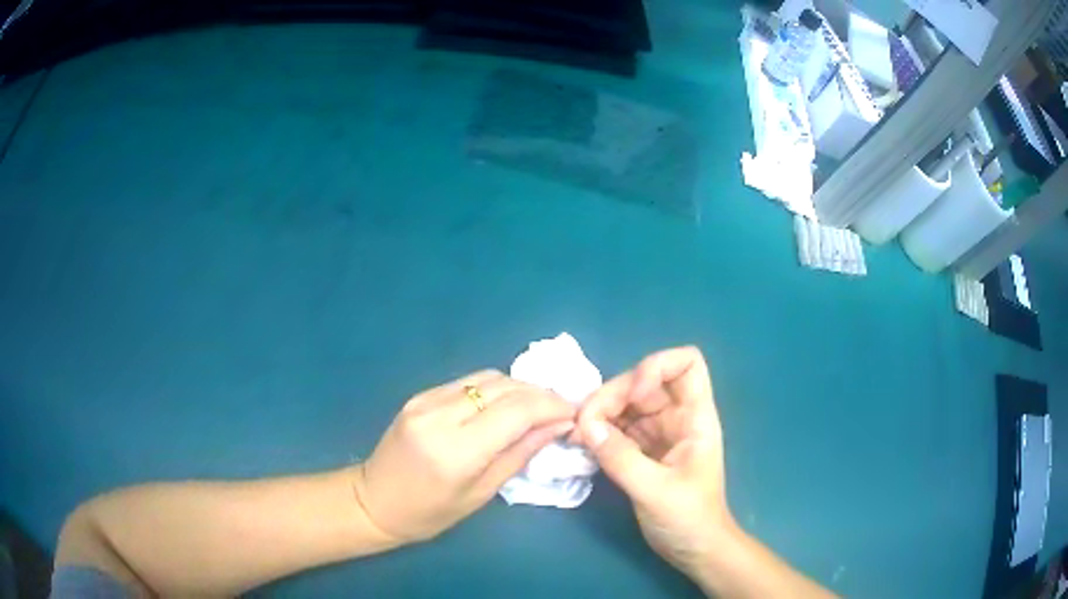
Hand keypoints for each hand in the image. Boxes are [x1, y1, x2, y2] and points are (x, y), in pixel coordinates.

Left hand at [353, 370, 575, 543]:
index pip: (516, 411)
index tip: (574, 413)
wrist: (374, 500)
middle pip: (504, 387)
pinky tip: (505, 405)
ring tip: (538, 406)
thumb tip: (558, 425)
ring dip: (519, 388)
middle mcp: (440, 415)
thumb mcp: (481, 493)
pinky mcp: (419, 395)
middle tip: (561, 409)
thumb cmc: (430, 513)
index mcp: (456, 450)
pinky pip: (468, 382)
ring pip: (488, 377)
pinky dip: (495, 389)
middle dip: (540, 394)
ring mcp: (425, 400)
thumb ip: (520, 454)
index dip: (551, 406)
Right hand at [571, 347, 732, 577]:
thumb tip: (585, 426)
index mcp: (695, 418)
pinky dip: (599, 431)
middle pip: (644, 381)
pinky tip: (583, 444)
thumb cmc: (689, 519)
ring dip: (600, 412)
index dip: (657, 366)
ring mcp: (658, 433)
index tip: (634, 396)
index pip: (687, 363)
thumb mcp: (655, 491)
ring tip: (579, 435)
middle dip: (614, 394)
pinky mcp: (642, 450)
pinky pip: (617, 427)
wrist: (694, 549)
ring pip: (626, 403)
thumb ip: (621, 458)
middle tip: (585, 424)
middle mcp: (677, 417)